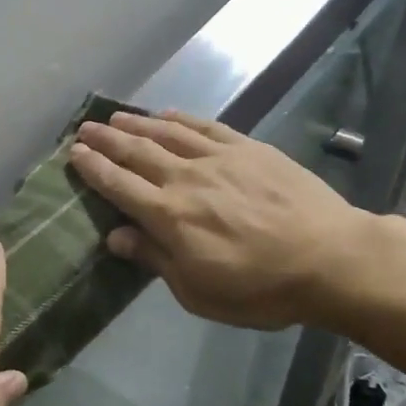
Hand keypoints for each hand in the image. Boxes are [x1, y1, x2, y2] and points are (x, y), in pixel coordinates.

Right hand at [69, 110, 368, 330]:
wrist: (331, 259)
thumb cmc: (260, 288)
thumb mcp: (198, 291)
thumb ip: (155, 258)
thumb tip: (115, 235)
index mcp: (169, 216)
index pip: (119, 185)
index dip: (93, 168)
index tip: (74, 154)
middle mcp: (186, 179)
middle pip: (136, 152)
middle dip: (106, 139)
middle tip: (85, 128)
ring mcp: (219, 159)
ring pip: (167, 134)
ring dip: (136, 123)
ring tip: (115, 116)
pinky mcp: (249, 149)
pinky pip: (206, 127)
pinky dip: (181, 119)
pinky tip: (166, 114)